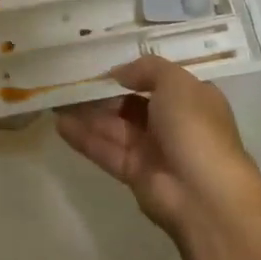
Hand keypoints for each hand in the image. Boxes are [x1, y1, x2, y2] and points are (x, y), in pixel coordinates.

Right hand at [56, 56, 260, 236]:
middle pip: (130, 103)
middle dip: (102, 93)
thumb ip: (146, 69)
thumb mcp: (176, 83)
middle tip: (69, 79)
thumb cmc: (195, 129)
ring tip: (56, 98)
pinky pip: (106, 150)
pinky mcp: (134, 173)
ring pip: (114, 126)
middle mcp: (172, 123)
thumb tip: (119, 73)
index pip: (157, 81)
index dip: (130, 72)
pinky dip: (84, 138)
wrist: (205, 196)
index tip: (99, 63)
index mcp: (191, 99)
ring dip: (86, 113)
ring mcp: (153, 150)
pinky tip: (60, 124)